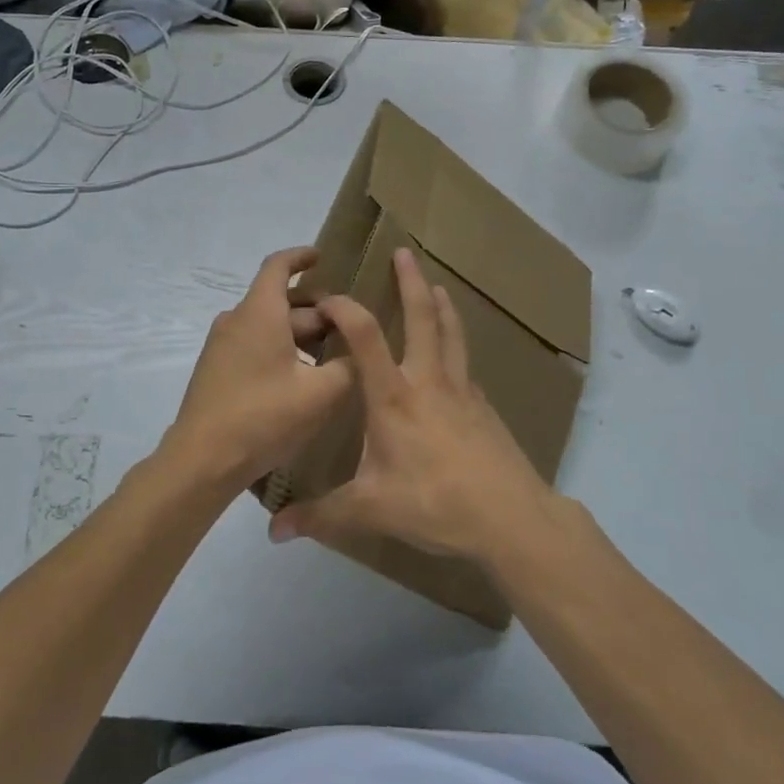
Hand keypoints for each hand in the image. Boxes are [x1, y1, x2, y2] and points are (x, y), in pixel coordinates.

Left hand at [162, 247, 352, 493]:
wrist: (202, 459)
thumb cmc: (263, 417)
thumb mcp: (320, 394)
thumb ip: (348, 366)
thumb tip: (358, 353)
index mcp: (260, 312)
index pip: (278, 266)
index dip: (301, 257)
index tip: (322, 257)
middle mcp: (236, 320)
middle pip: (279, 300)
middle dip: (315, 309)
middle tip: (347, 326)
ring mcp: (221, 345)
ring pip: (268, 325)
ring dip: (299, 333)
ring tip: (331, 355)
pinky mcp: (216, 369)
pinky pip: (253, 344)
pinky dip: (280, 348)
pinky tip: (301, 378)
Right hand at [268, 247, 555, 566]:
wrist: (510, 518)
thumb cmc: (434, 503)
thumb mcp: (369, 511)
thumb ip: (319, 515)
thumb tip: (272, 531)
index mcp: (394, 396)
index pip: (364, 335)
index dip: (344, 308)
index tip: (326, 297)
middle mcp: (428, 381)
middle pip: (422, 317)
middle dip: (411, 282)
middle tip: (405, 252)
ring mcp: (463, 391)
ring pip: (452, 334)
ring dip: (442, 306)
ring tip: (437, 286)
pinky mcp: (484, 408)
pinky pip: (466, 367)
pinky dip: (457, 350)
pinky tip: (454, 361)